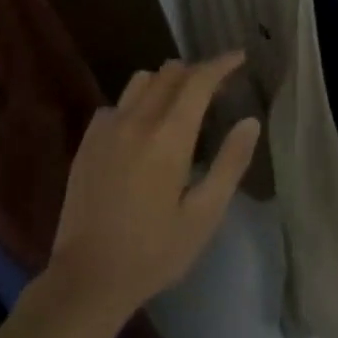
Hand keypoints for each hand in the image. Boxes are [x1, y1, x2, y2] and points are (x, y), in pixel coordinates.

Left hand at [49, 55, 259, 316]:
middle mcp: (135, 122)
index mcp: (168, 138)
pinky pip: (116, 104)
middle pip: (169, 73)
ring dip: (166, 82)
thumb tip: (250, 121)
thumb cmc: (155, 252)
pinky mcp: (87, 144)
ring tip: (182, 104)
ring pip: (140, 82)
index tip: (240, 57)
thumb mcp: (205, 215)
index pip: (198, 81)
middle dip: (197, 72)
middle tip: (218, 89)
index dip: (221, 64)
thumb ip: (230, 163)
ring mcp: (105, 130)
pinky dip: (137, 103)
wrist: (87, 280)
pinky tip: (143, 129)